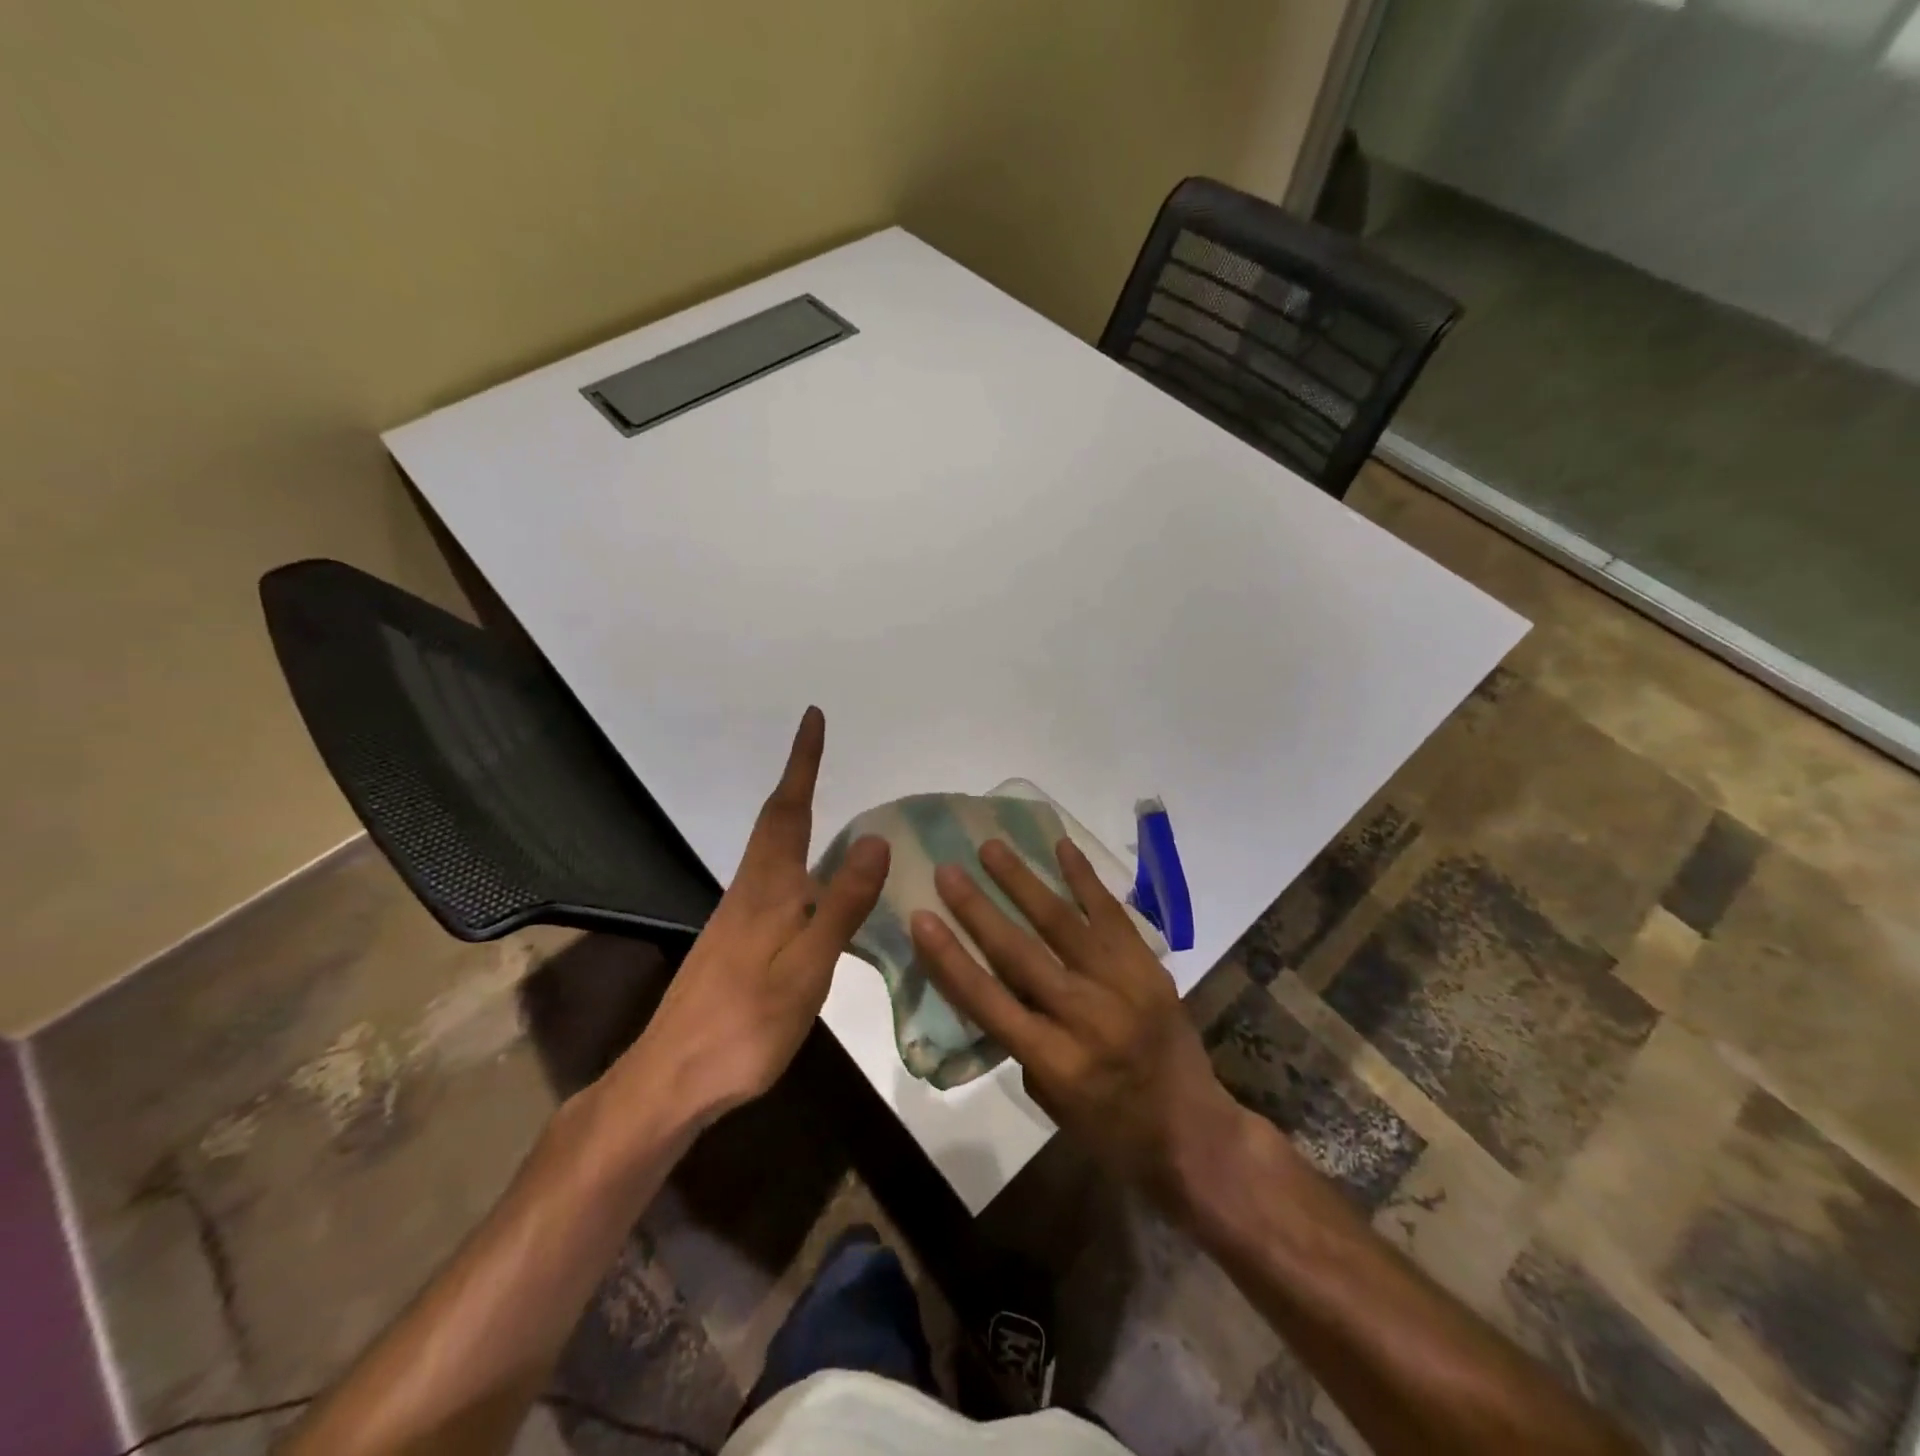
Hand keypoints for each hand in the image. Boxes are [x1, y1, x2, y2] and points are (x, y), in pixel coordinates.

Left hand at [608, 707, 888, 1126]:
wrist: (672, 1079)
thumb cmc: (746, 1023)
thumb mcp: (807, 966)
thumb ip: (841, 904)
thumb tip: (874, 838)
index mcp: (769, 888)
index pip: (789, 810)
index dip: (802, 763)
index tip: (812, 718)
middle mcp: (750, 891)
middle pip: (774, 822)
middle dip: (796, 780)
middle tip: (816, 747)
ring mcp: (737, 918)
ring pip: (769, 850)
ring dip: (791, 813)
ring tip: (816, 797)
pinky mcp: (735, 943)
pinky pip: (770, 878)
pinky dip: (791, 855)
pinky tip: (805, 879)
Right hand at [909, 837, 1249, 1205]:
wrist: (1193, 1130)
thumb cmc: (1110, 1128)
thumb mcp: (1049, 1098)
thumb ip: (1021, 1037)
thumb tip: (998, 978)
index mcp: (1054, 1060)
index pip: (987, 1000)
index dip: (949, 958)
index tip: (921, 917)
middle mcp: (1085, 1016)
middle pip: (1019, 952)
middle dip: (977, 908)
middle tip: (947, 870)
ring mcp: (1122, 984)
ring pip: (1062, 922)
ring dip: (1022, 881)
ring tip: (991, 847)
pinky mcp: (1148, 965)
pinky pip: (1111, 912)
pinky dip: (1084, 878)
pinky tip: (1061, 846)